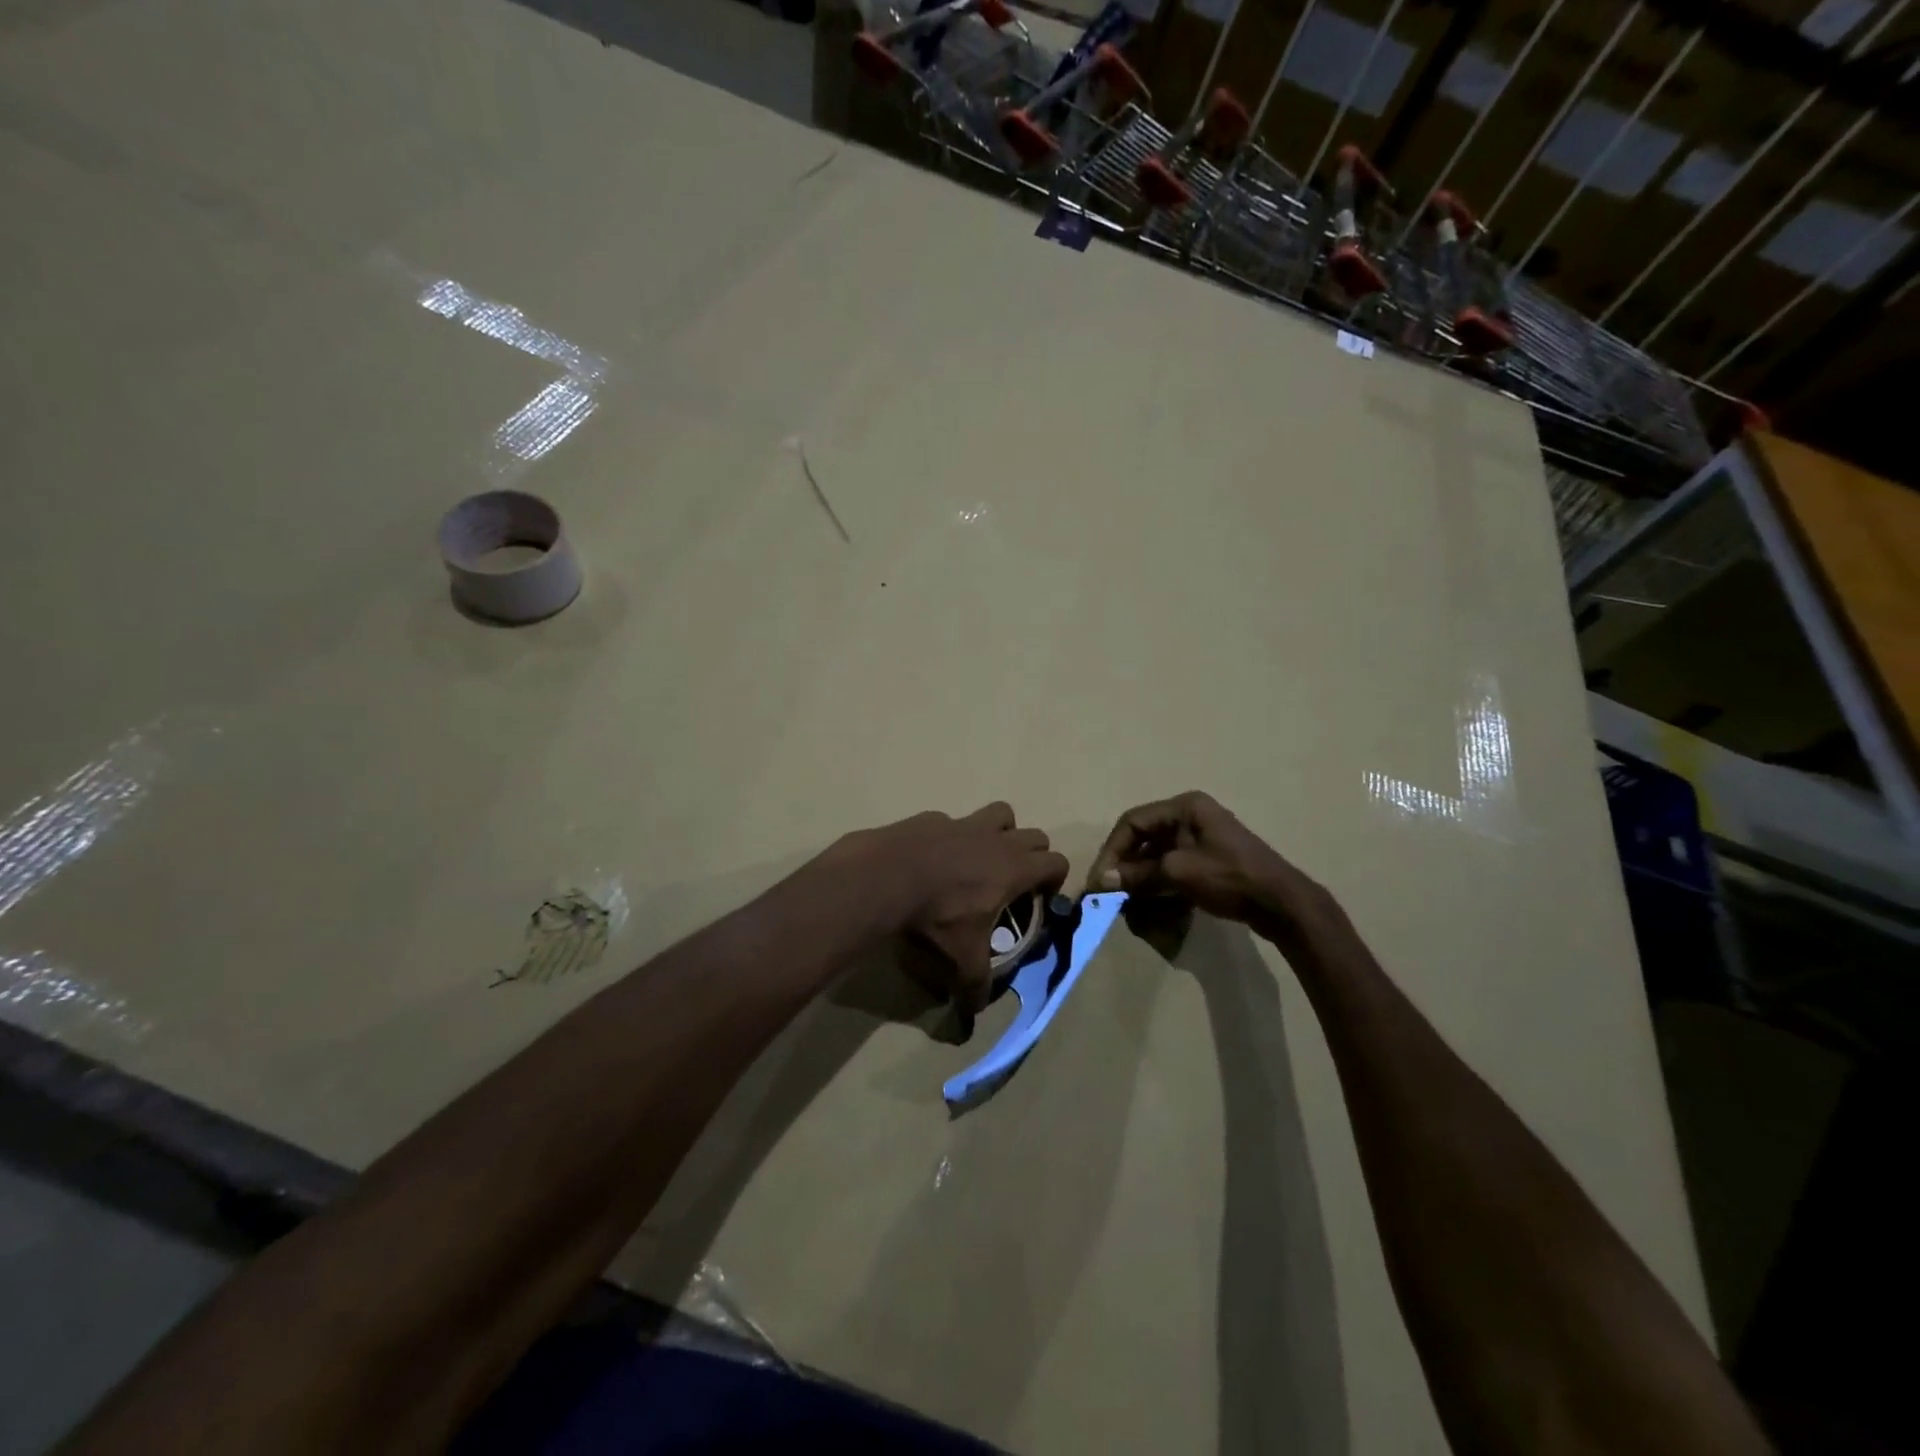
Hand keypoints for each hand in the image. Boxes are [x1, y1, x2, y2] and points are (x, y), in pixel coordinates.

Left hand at [839, 803, 1069, 1014]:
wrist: (884, 878)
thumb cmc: (935, 918)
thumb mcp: (960, 960)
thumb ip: (975, 987)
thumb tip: (973, 1015)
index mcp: (1012, 868)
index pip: (1056, 862)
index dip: (1054, 880)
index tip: (1039, 900)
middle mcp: (995, 839)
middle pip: (1034, 835)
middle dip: (1032, 856)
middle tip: (1013, 883)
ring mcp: (963, 823)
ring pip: (1000, 814)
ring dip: (1001, 832)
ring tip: (982, 859)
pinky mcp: (932, 818)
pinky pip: (953, 821)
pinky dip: (952, 837)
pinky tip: (933, 859)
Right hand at [1088, 791, 1329, 941]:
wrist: (1282, 903)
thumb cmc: (1229, 877)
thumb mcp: (1178, 873)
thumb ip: (1138, 875)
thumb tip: (1102, 881)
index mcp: (1184, 807)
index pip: (1132, 822)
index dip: (1112, 851)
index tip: (1100, 880)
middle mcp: (1190, 816)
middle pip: (1144, 838)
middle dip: (1126, 866)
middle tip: (1111, 893)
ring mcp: (1201, 838)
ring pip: (1157, 855)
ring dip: (1141, 878)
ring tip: (1129, 902)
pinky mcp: (1209, 860)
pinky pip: (1173, 867)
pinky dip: (1159, 884)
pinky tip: (1152, 904)